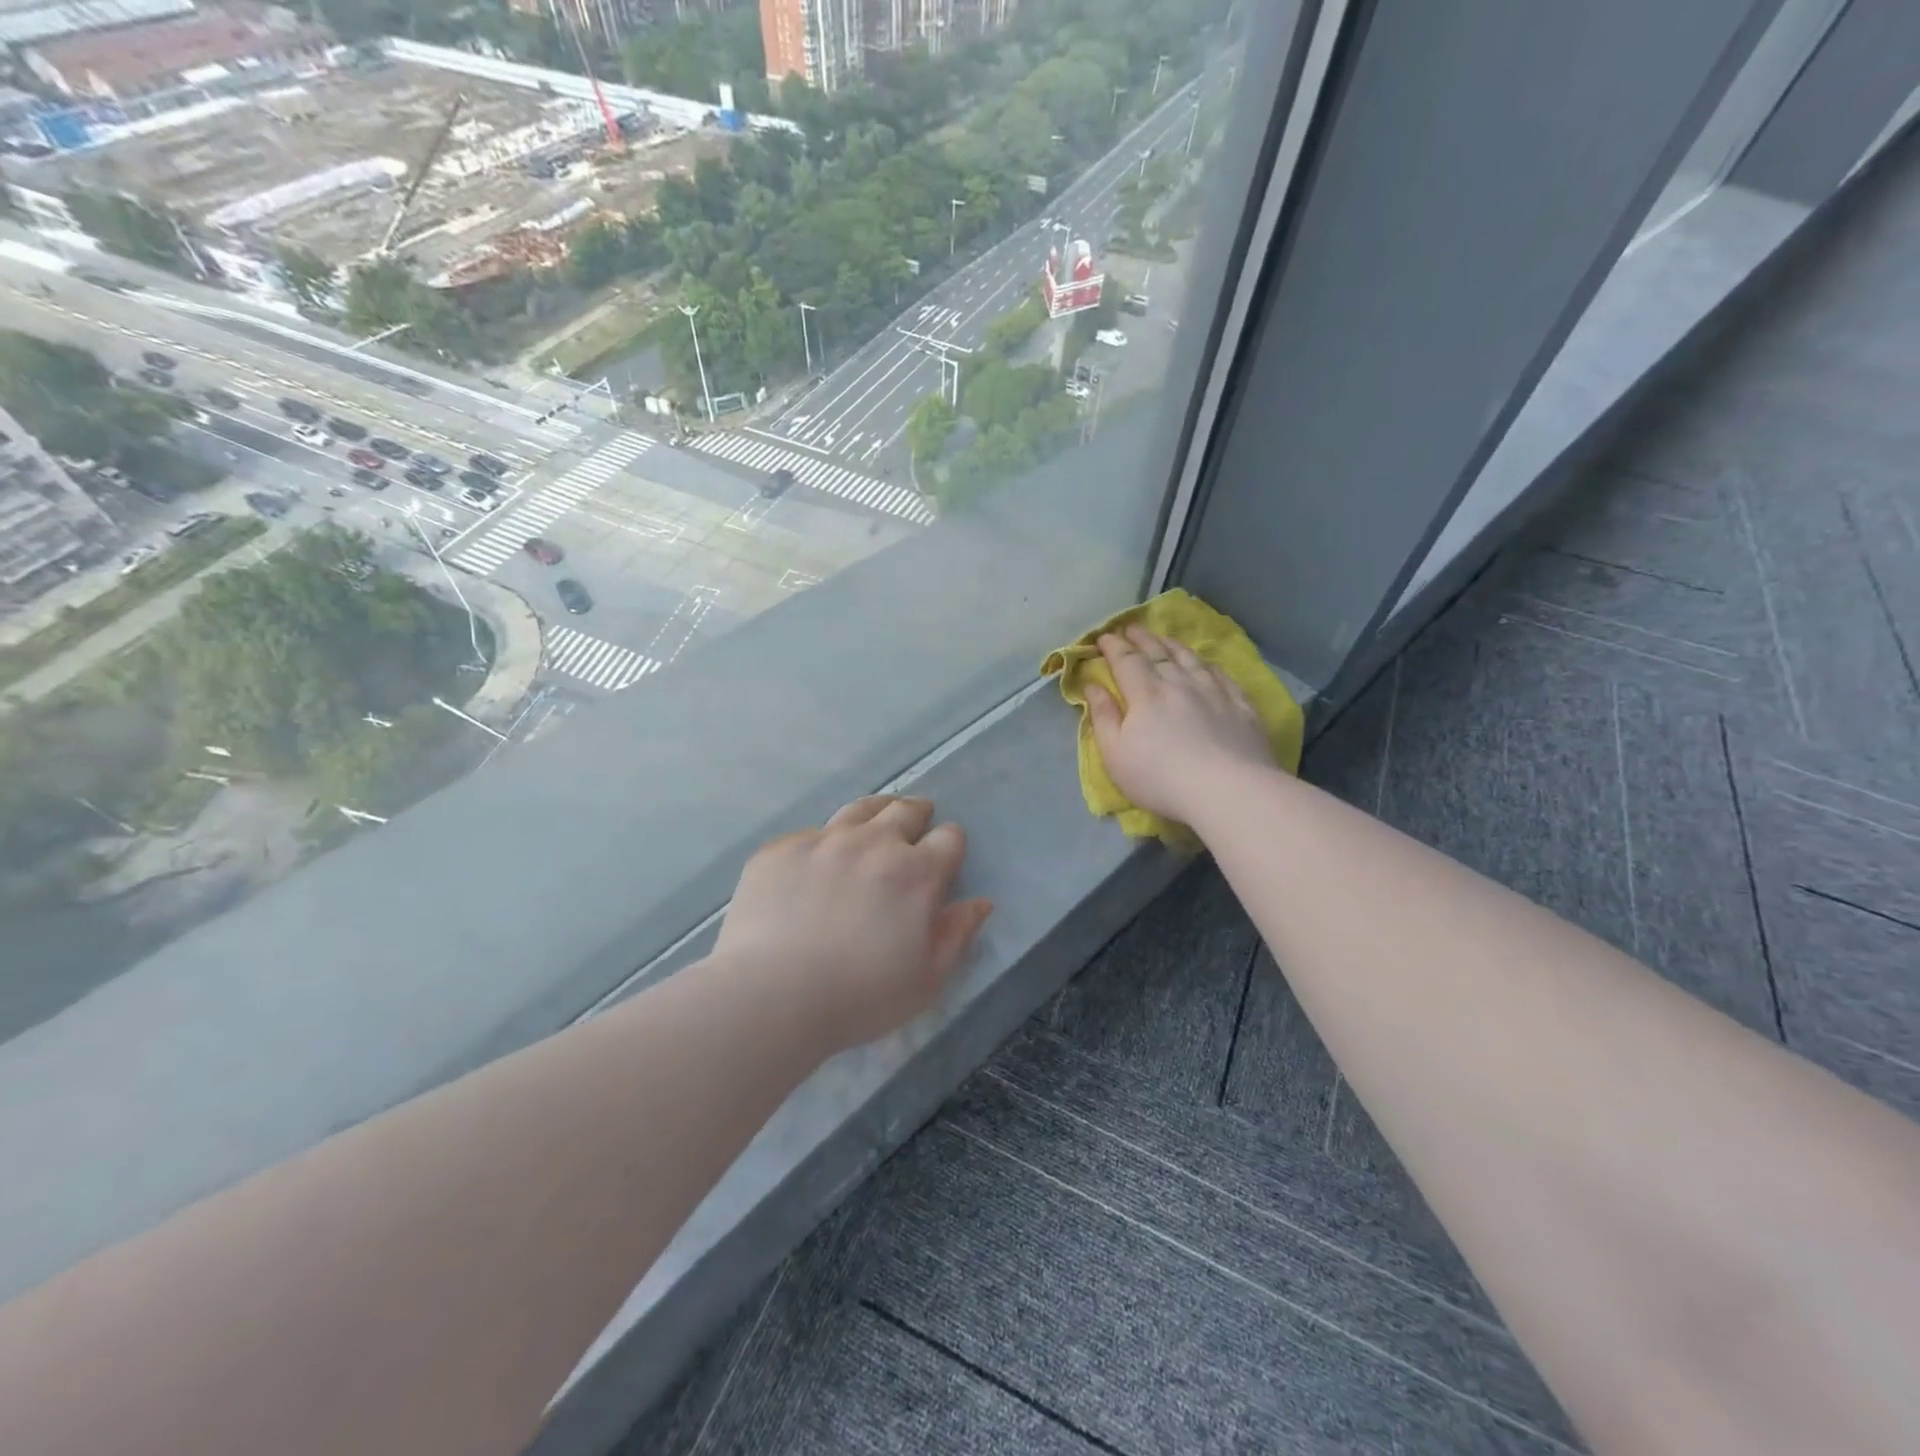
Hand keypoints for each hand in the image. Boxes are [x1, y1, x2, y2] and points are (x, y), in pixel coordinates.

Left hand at [714, 795, 993, 1053]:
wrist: (771, 996)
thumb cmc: (860, 997)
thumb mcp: (926, 980)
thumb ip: (956, 935)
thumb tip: (980, 903)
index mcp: (914, 873)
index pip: (949, 838)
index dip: (951, 844)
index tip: (945, 855)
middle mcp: (872, 843)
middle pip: (904, 811)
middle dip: (917, 814)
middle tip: (917, 820)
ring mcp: (823, 841)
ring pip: (859, 810)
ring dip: (875, 812)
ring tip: (876, 820)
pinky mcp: (780, 850)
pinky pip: (811, 833)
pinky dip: (824, 842)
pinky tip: (818, 862)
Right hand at [1085, 625, 1274, 824]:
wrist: (1229, 790)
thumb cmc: (1161, 778)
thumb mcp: (1116, 754)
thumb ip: (1103, 717)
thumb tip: (1093, 686)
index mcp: (1145, 693)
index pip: (1125, 660)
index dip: (1113, 646)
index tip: (1103, 637)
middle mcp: (1179, 683)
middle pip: (1158, 652)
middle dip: (1141, 638)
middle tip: (1131, 627)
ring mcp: (1214, 692)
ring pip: (1191, 659)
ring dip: (1173, 645)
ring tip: (1164, 638)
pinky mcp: (1241, 706)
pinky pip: (1222, 675)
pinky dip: (1209, 665)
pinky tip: (1207, 664)